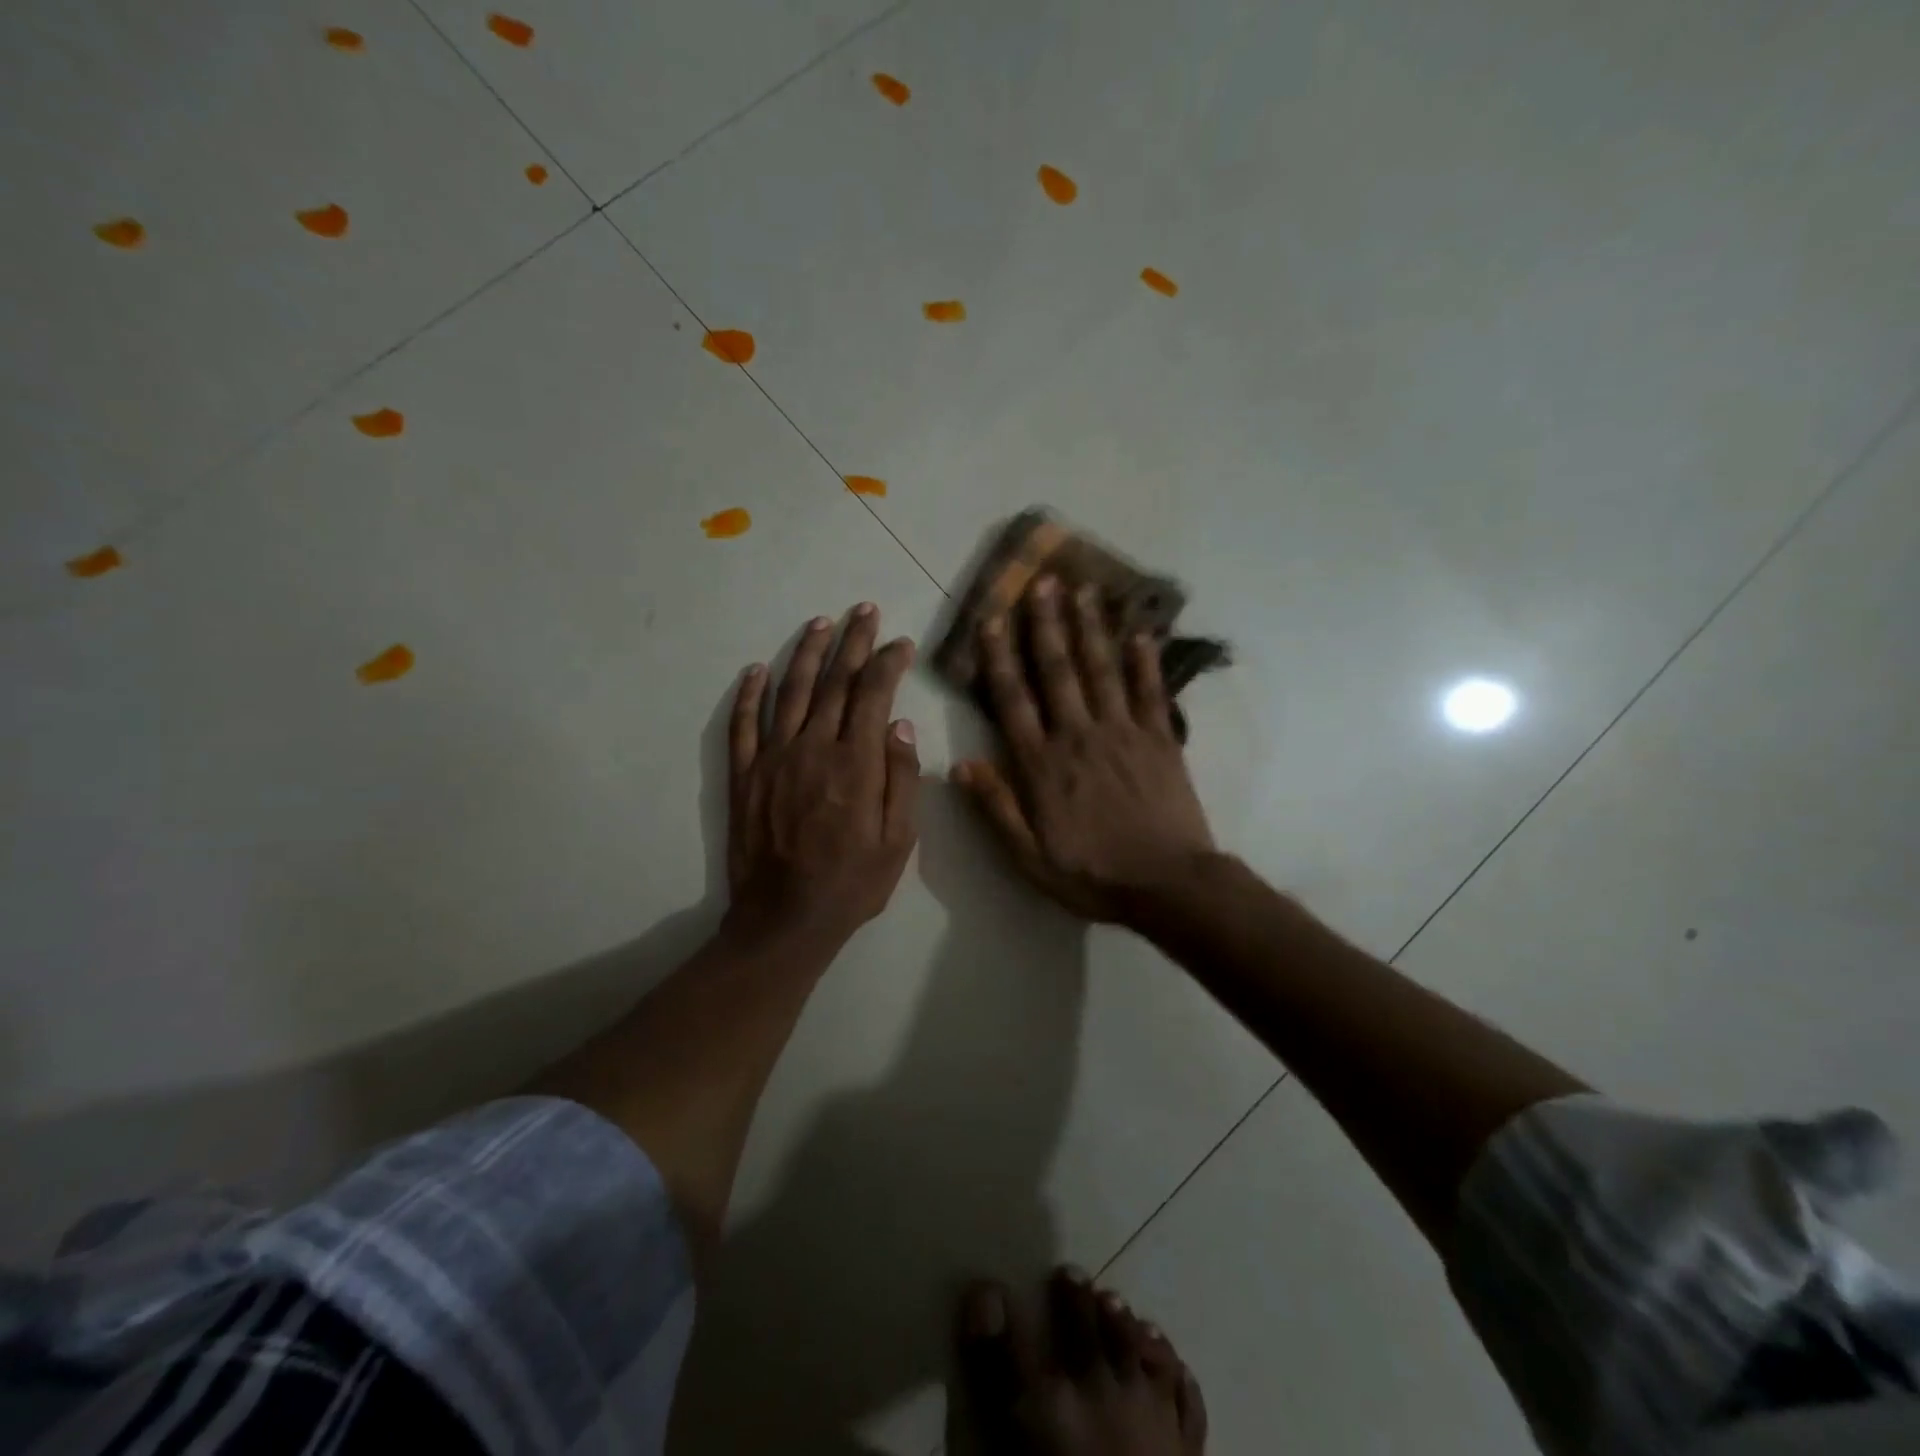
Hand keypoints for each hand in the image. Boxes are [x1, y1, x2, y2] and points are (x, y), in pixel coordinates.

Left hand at [727, 604, 920, 947]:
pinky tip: (757, 669)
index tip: (900, 644)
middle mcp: (813, 747)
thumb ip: (901, 779)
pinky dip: (749, 694)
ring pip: (790, 692)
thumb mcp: (899, 841)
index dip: (887, 663)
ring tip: (820, 624)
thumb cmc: (852, 883)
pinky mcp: (743, 775)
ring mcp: (773, 758)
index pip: (873, 694)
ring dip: (806, 654)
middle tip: (863, 611)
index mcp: (855, 762)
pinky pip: (742, 724)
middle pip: (834, 682)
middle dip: (852, 642)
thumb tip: (900, 724)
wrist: (785, 919)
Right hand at [953, 578, 1213, 923]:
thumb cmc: (1092, 873)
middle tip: (1041, 582)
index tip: (991, 619)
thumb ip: (996, 807)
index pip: (1013, 699)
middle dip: (1046, 624)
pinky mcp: (1160, 739)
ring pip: (1101, 670)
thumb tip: (959, 764)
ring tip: (1084, 590)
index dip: (1000, 657)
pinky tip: (1140, 632)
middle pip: (1057, 671)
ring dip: (1090, 628)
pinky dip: (1146, 660)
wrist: (1168, 885)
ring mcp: (1123, 733)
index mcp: (1042, 764)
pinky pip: (1150, 691)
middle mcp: (1078, 735)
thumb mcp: (1029, 856)